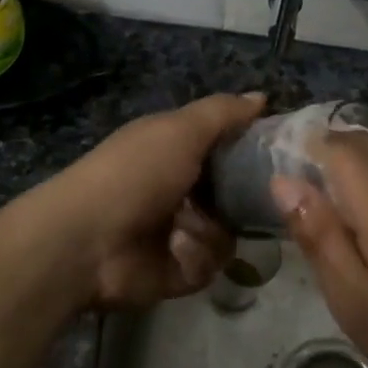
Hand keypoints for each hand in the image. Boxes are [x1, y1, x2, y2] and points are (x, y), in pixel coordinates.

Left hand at [42, 92, 266, 309]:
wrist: (86, 241)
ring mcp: (178, 232)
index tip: (281, 152)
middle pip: (234, 192)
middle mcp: (179, 189)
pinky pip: (211, 265)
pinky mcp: (177, 271)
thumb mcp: (181, 130)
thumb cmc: (135, 173)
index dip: (252, 148)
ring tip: (193, 228)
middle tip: (262, 198)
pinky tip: (178, 250)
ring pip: (228, 231)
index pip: (226, 147)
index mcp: (174, 150)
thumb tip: (262, 97)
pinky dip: (198, 257)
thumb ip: (223, 113)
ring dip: (215, 230)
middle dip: (246, 197)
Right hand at [271, 133, 367, 367]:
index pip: (335, 146)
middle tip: (317, 210)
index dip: (305, 156)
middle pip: (360, 141)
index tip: (292, 188)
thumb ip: (320, 238)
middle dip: (329, 160)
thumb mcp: (357, 306)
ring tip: (351, 219)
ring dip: (358, 167)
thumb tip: (283, 182)